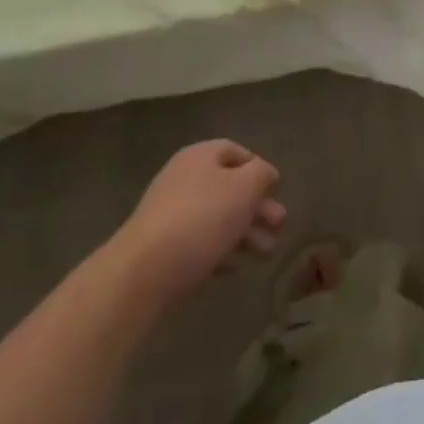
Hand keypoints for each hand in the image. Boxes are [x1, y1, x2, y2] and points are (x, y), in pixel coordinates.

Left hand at [114, 140, 286, 301]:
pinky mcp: (162, 248)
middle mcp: (183, 179)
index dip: (259, 169)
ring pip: (217, 218)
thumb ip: (262, 174)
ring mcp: (169, 215)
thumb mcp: (245, 187)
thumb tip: (265, 175)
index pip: (236, 152)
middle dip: (258, 208)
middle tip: (279, 226)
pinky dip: (221, 252)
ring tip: (266, 255)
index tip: (276, 191)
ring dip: (245, 234)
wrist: (143, 272)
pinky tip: (235, 268)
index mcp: (200, 157)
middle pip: (229, 188)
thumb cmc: (202, 218)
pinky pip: (199, 243)